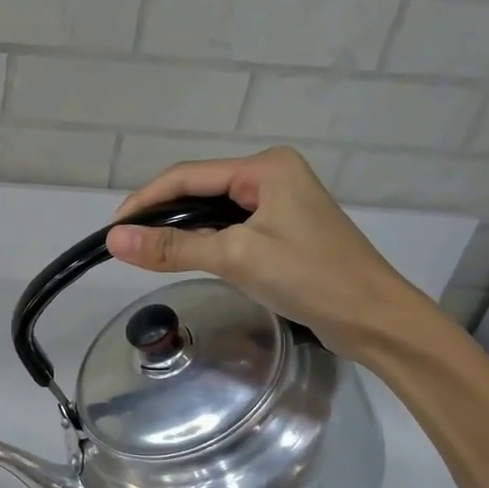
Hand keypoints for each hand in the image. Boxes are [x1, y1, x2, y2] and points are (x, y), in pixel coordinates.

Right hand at [106, 147, 434, 359]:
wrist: (376, 319)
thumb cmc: (310, 278)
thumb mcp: (236, 258)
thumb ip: (173, 247)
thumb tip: (115, 240)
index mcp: (266, 167)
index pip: (188, 175)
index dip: (146, 199)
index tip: (112, 228)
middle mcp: (272, 175)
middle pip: (200, 189)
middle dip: (162, 213)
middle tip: (126, 243)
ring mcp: (280, 203)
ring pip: (213, 211)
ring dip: (182, 229)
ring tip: (147, 252)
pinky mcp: (284, 230)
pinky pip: (231, 228)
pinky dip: (205, 242)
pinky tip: (187, 257)